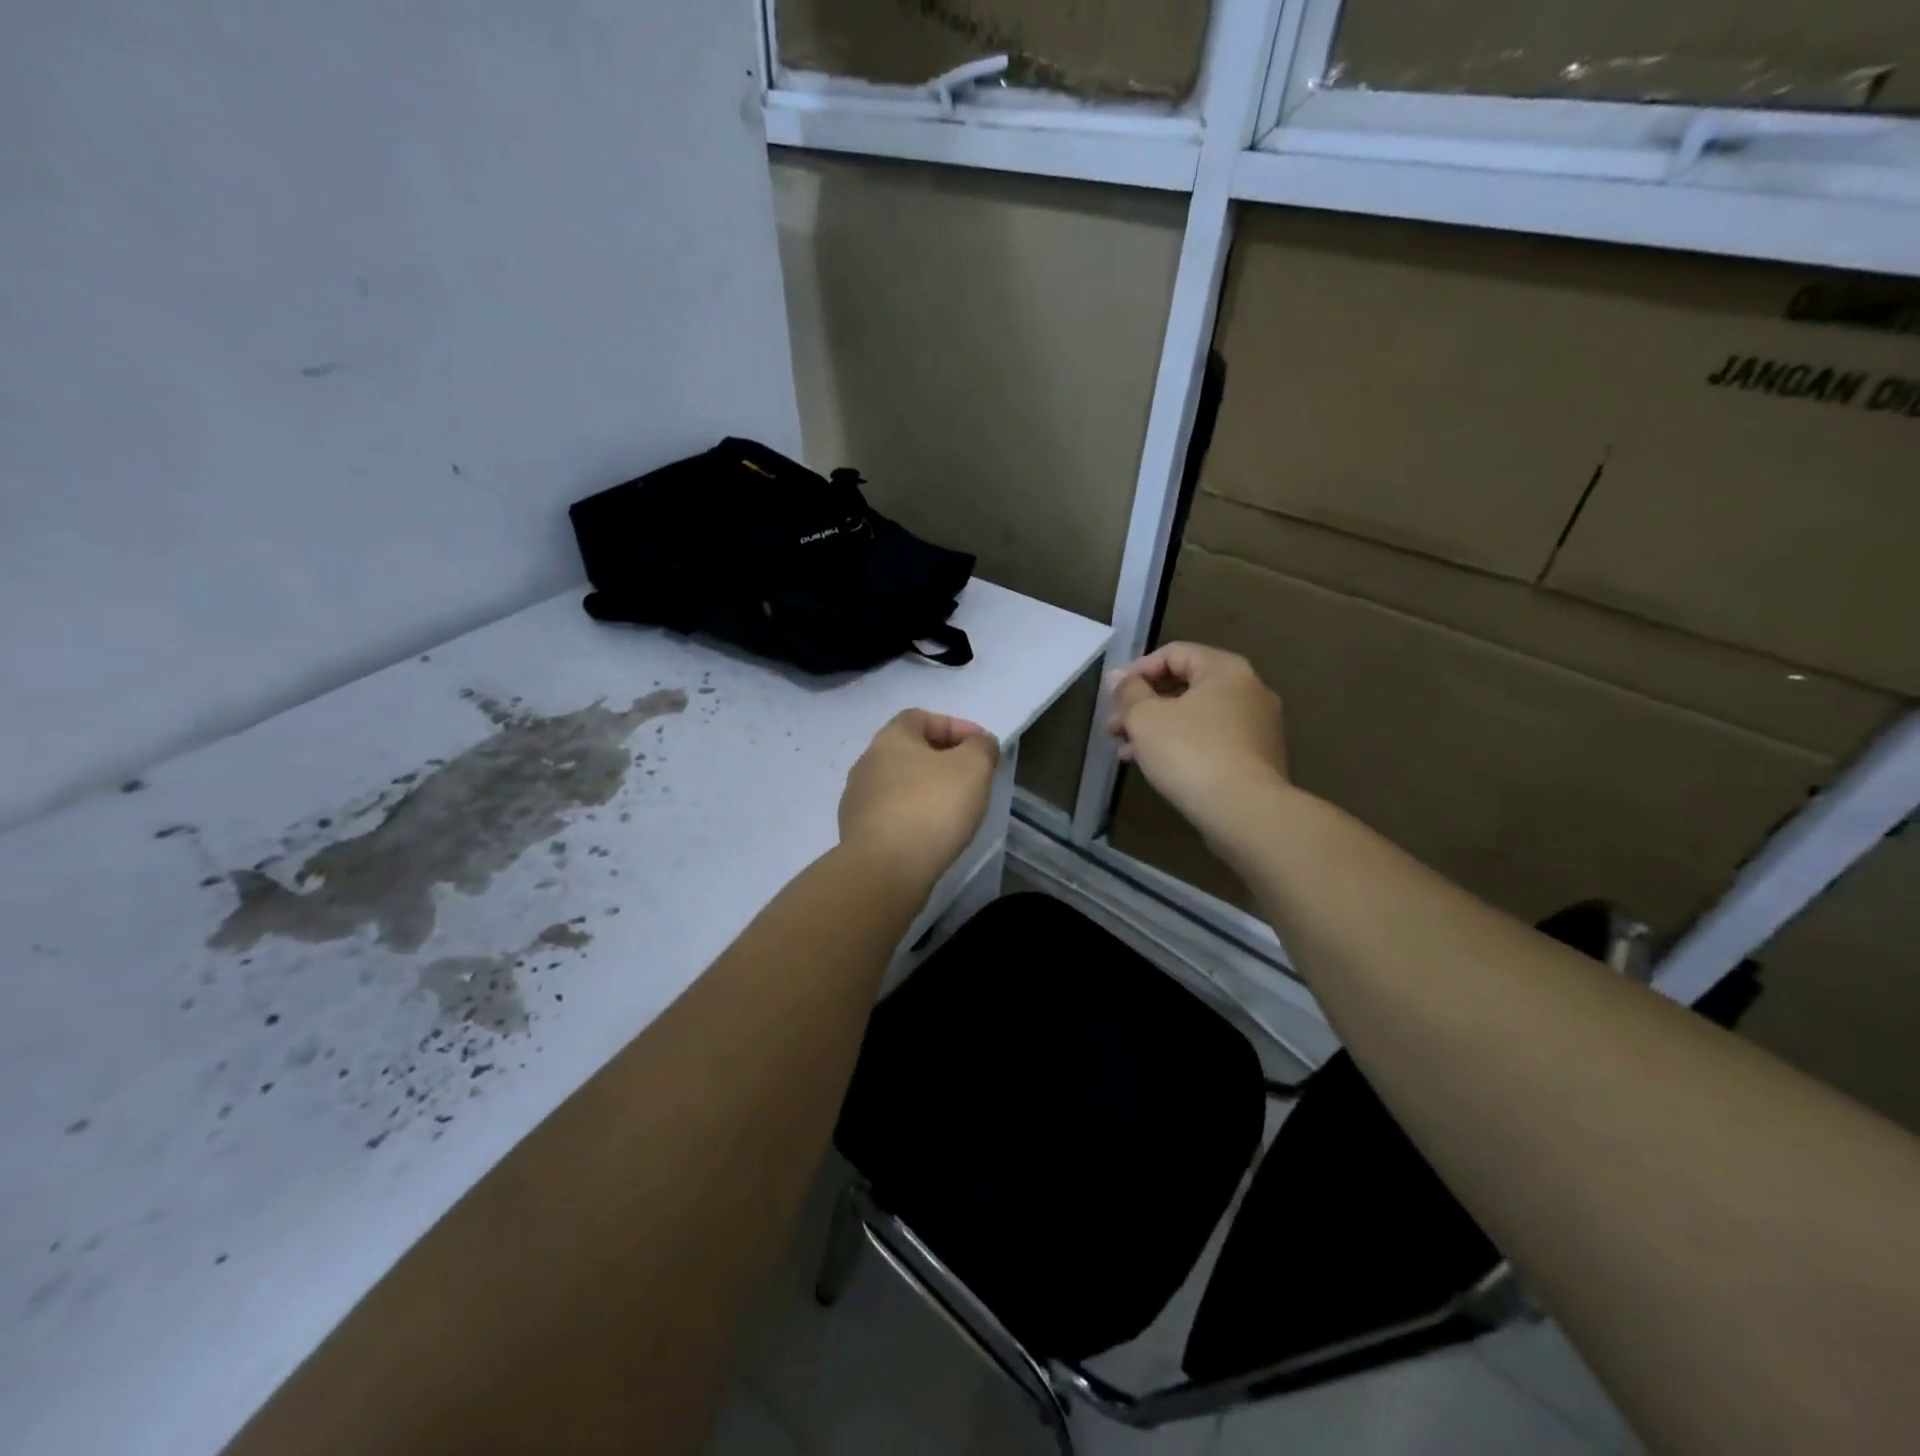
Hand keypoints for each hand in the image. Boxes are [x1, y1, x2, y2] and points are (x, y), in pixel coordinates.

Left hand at [839, 710, 999, 892]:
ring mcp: (857, 800)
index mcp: (890, 739)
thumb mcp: (973, 767)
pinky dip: (913, 818)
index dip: (954, 726)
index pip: (921, 717)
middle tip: (971, 778)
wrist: (885, 870)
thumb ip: (981, 747)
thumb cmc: (932, 807)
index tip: (980, 747)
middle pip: (908, 752)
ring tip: (953, 810)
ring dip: (925, 791)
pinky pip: (891, 815)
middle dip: (941, 760)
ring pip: (899, 785)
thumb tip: (979, 743)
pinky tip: (931, 835)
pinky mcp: (856, 834)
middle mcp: (866, 763)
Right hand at [1104, 643, 1289, 837]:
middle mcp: (1249, 690)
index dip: (1137, 670)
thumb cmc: (1190, 752)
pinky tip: (1155, 767)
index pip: (1175, 653)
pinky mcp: (1257, 759)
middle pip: (1185, 686)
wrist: (1244, 811)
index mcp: (1225, 670)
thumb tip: (1118, 677)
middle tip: (1113, 727)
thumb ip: (1128, 692)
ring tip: (1125, 751)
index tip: (1113, 696)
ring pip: (1196, 717)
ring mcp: (1258, 726)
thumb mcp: (1146, 718)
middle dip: (1143, 705)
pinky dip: (1182, 746)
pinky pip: (1211, 741)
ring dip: (1157, 729)